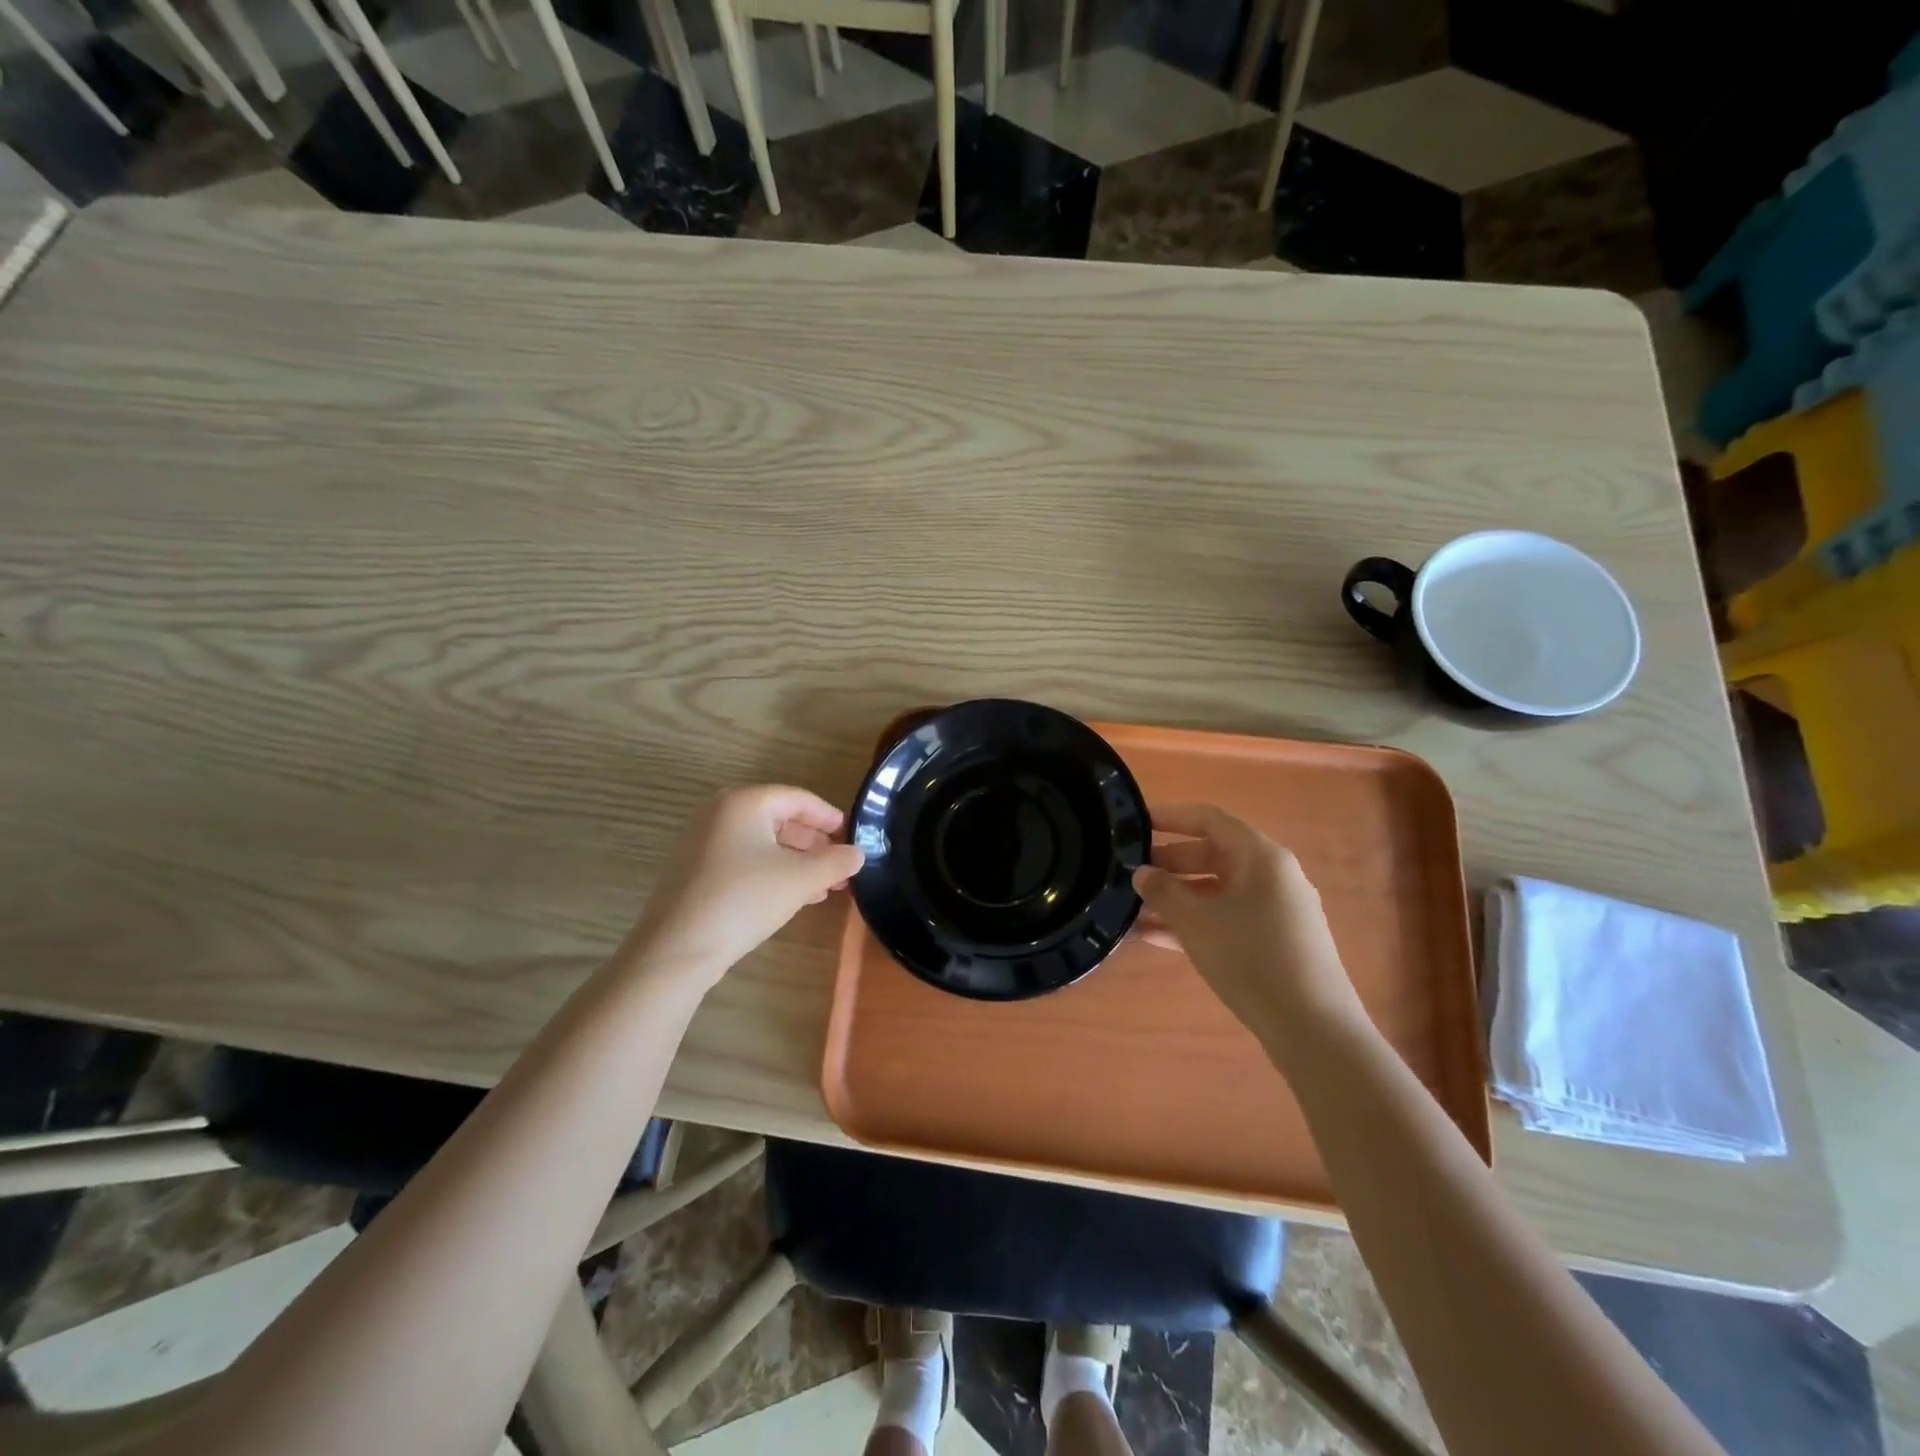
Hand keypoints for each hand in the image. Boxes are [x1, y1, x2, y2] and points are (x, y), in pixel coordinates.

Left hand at [619, 785, 864, 985]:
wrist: (676, 950)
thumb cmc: (743, 900)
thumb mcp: (800, 880)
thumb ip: (836, 862)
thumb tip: (858, 854)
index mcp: (744, 802)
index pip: (798, 798)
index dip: (829, 817)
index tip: (852, 836)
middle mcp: (719, 813)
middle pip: (779, 819)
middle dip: (814, 843)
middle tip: (841, 865)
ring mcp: (703, 842)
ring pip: (762, 843)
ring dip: (797, 861)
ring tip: (825, 885)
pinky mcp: (695, 870)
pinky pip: (743, 859)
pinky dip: (772, 871)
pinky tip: (794, 896)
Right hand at [1134, 804, 1361, 1039]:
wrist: (1312, 1028)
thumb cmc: (1251, 958)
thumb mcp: (1196, 921)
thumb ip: (1163, 892)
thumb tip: (1142, 874)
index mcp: (1261, 857)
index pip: (1210, 819)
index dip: (1171, 817)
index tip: (1136, 823)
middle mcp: (1273, 875)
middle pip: (1214, 854)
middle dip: (1169, 862)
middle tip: (1131, 872)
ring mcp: (1277, 910)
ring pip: (1218, 890)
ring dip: (1178, 897)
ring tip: (1135, 908)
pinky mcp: (1276, 941)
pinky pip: (1228, 918)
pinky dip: (1196, 921)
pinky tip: (1157, 938)